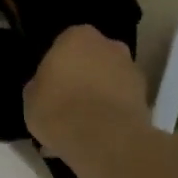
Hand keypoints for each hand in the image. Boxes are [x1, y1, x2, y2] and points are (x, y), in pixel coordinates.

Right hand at [23, 24, 151, 177]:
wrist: (104, 141)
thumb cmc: (58, 109)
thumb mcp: (31, 96)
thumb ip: (40, 84)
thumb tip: (47, 86)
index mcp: (77, 36)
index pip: (65, 43)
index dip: (57, 64)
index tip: (50, 84)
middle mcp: (110, 46)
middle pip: (93, 59)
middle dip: (83, 76)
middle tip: (68, 102)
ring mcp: (132, 71)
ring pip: (110, 81)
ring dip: (100, 95)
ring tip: (83, 127)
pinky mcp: (147, 99)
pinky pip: (122, 103)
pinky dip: (113, 115)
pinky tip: (98, 137)